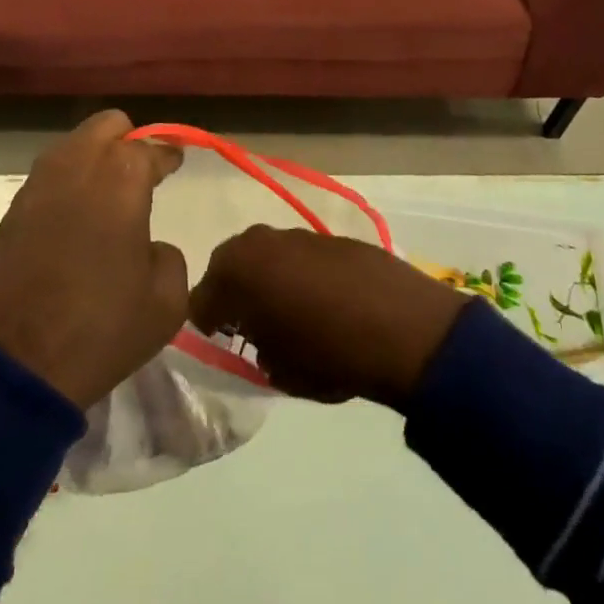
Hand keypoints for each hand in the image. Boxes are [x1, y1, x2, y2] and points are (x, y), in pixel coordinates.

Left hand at [0, 110, 187, 409]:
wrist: (10, 366)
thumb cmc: (98, 329)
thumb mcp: (164, 304)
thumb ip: (168, 259)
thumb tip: (150, 248)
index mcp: (121, 176)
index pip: (152, 148)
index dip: (168, 154)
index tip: (176, 160)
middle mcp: (78, 165)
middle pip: (107, 125)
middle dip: (128, 140)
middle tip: (141, 173)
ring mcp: (38, 185)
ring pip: (72, 145)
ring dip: (93, 158)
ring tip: (108, 194)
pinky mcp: (11, 210)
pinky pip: (48, 177)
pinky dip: (67, 183)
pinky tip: (77, 216)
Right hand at [189, 226, 472, 408]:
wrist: (404, 326)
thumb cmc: (329, 354)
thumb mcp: (279, 370)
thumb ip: (256, 348)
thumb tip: (258, 337)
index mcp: (237, 271)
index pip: (200, 299)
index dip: (208, 325)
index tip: (223, 343)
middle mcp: (259, 241)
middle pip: (230, 267)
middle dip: (235, 294)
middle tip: (252, 327)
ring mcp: (297, 233)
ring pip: (266, 256)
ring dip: (269, 280)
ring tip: (292, 314)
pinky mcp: (329, 236)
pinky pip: (299, 255)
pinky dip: (300, 273)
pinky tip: (324, 301)